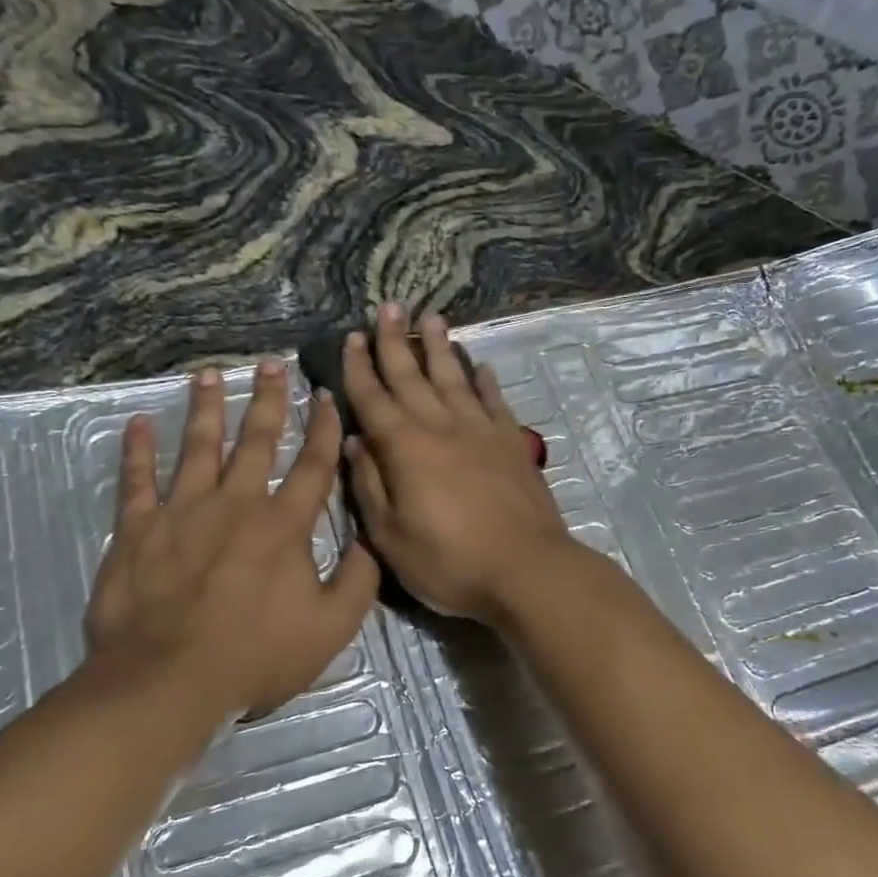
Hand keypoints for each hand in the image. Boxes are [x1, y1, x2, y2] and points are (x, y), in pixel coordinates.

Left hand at [84, 360, 379, 722]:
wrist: (168, 680)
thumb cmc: (255, 656)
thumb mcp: (330, 629)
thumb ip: (358, 581)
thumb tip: (371, 540)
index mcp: (283, 525)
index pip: (312, 465)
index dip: (322, 428)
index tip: (326, 395)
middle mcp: (236, 503)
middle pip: (256, 440)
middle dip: (268, 399)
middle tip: (272, 363)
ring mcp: (182, 510)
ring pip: (198, 445)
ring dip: (206, 407)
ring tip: (209, 373)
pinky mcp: (138, 528)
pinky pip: (136, 479)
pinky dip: (137, 449)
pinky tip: (137, 422)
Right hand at [343, 306, 574, 623]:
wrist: (526, 570)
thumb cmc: (449, 562)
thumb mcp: (390, 537)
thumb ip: (369, 487)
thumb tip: (355, 442)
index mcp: (404, 448)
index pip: (373, 398)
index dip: (358, 367)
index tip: (351, 337)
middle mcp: (441, 427)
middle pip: (412, 375)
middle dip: (395, 341)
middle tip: (387, 306)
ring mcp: (481, 431)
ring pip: (454, 377)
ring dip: (439, 347)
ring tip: (431, 317)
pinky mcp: (512, 443)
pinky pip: (494, 401)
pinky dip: (485, 381)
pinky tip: (480, 366)